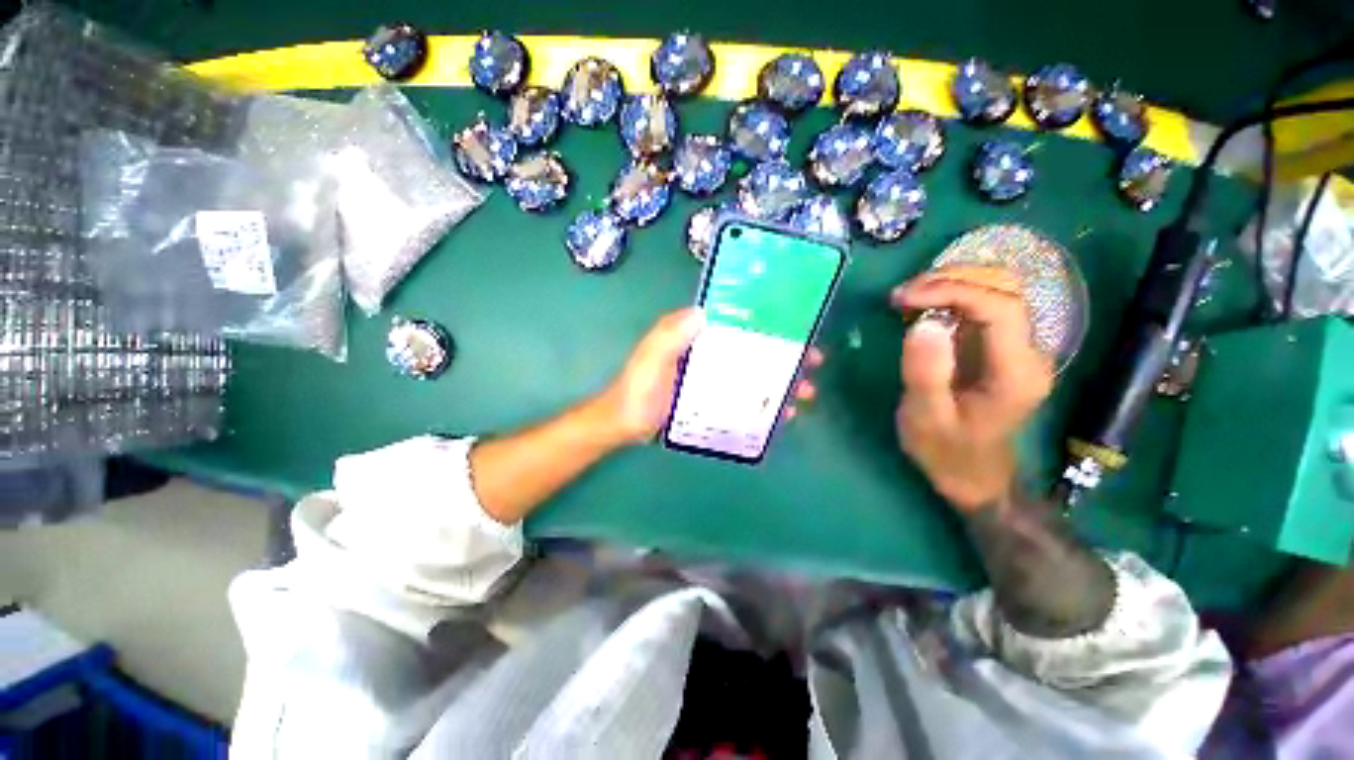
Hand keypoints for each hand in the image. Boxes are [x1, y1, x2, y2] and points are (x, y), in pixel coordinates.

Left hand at [595, 308, 823, 445]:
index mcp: (697, 337)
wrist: (625, 425)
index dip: (767, 323)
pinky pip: (745, 400)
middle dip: (785, 354)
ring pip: (755, 375)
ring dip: (781, 381)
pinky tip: (783, 414)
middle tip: (812, 364)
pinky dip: (765, 405)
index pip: (738, 323)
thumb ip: (668, 336)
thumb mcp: (649, 359)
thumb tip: (703, 311)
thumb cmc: (636, 390)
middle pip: (754, 349)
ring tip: (804, 393)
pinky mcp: (714, 402)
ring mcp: (714, 380)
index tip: (796, 327)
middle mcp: (710, 354)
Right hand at [890, 267, 1053, 510]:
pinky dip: (950, 297)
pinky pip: (981, 306)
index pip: (1001, 307)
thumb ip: (926, 373)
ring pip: (995, 291)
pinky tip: (921, 307)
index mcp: (1017, 372)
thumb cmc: (947, 452)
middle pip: (1003, 289)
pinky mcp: (999, 347)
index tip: (906, 298)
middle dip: (950, 281)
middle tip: (901, 296)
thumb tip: (923, 322)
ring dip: (950, 284)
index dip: (954, 291)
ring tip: (907, 298)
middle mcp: (1028, 352)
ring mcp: (1017, 347)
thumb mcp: (927, 419)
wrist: (973, 476)